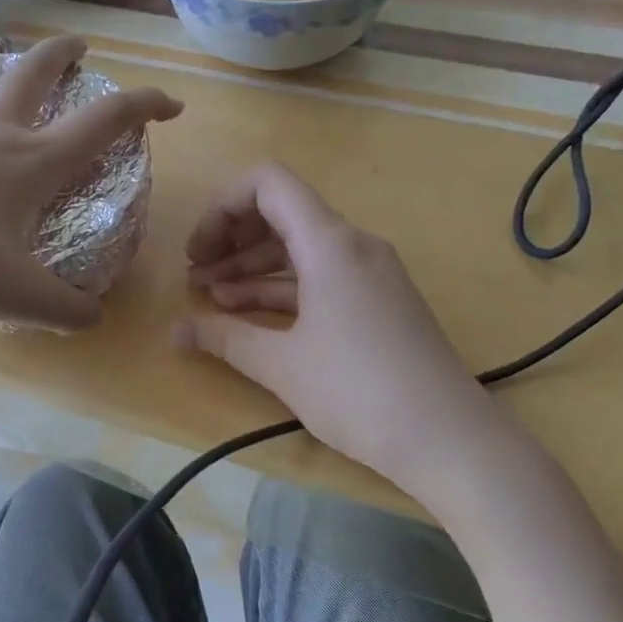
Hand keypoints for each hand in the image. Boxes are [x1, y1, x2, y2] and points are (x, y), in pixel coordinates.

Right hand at [175, 162, 488, 485]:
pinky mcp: (379, 300)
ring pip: (300, 248)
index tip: (199, 250)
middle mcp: (353, 244)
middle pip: (282, 213)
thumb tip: (175, 332)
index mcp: (329, 242)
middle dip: (231, 239)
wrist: (447, 437)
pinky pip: (321, 275)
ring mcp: (370, 272)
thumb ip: (224, 338)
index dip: (222, 206)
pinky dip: (283, 287)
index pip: (268, 183)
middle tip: (195, 275)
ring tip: (212, 297)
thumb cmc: (358, 391)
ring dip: (252, 267)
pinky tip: (249, 313)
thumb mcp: (281, 365)